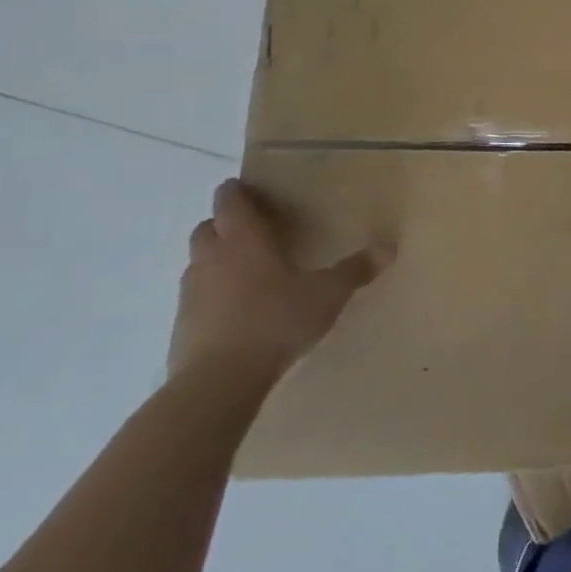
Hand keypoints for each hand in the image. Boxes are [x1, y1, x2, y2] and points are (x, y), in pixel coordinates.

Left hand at [170, 179, 386, 379]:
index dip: (237, 192)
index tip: (250, 189)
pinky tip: (237, 310)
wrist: (218, 382)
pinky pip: (196, 297)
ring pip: (199, 262)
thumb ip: (354, 270)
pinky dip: (212, 294)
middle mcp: (211, 258)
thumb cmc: (275, 322)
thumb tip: (389, 246)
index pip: (229, 201)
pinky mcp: (181, 325)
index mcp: (243, 240)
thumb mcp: (326, 295)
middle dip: (226, 224)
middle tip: (255, 231)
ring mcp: (191, 292)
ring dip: (217, 259)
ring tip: (248, 271)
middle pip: (208, 227)